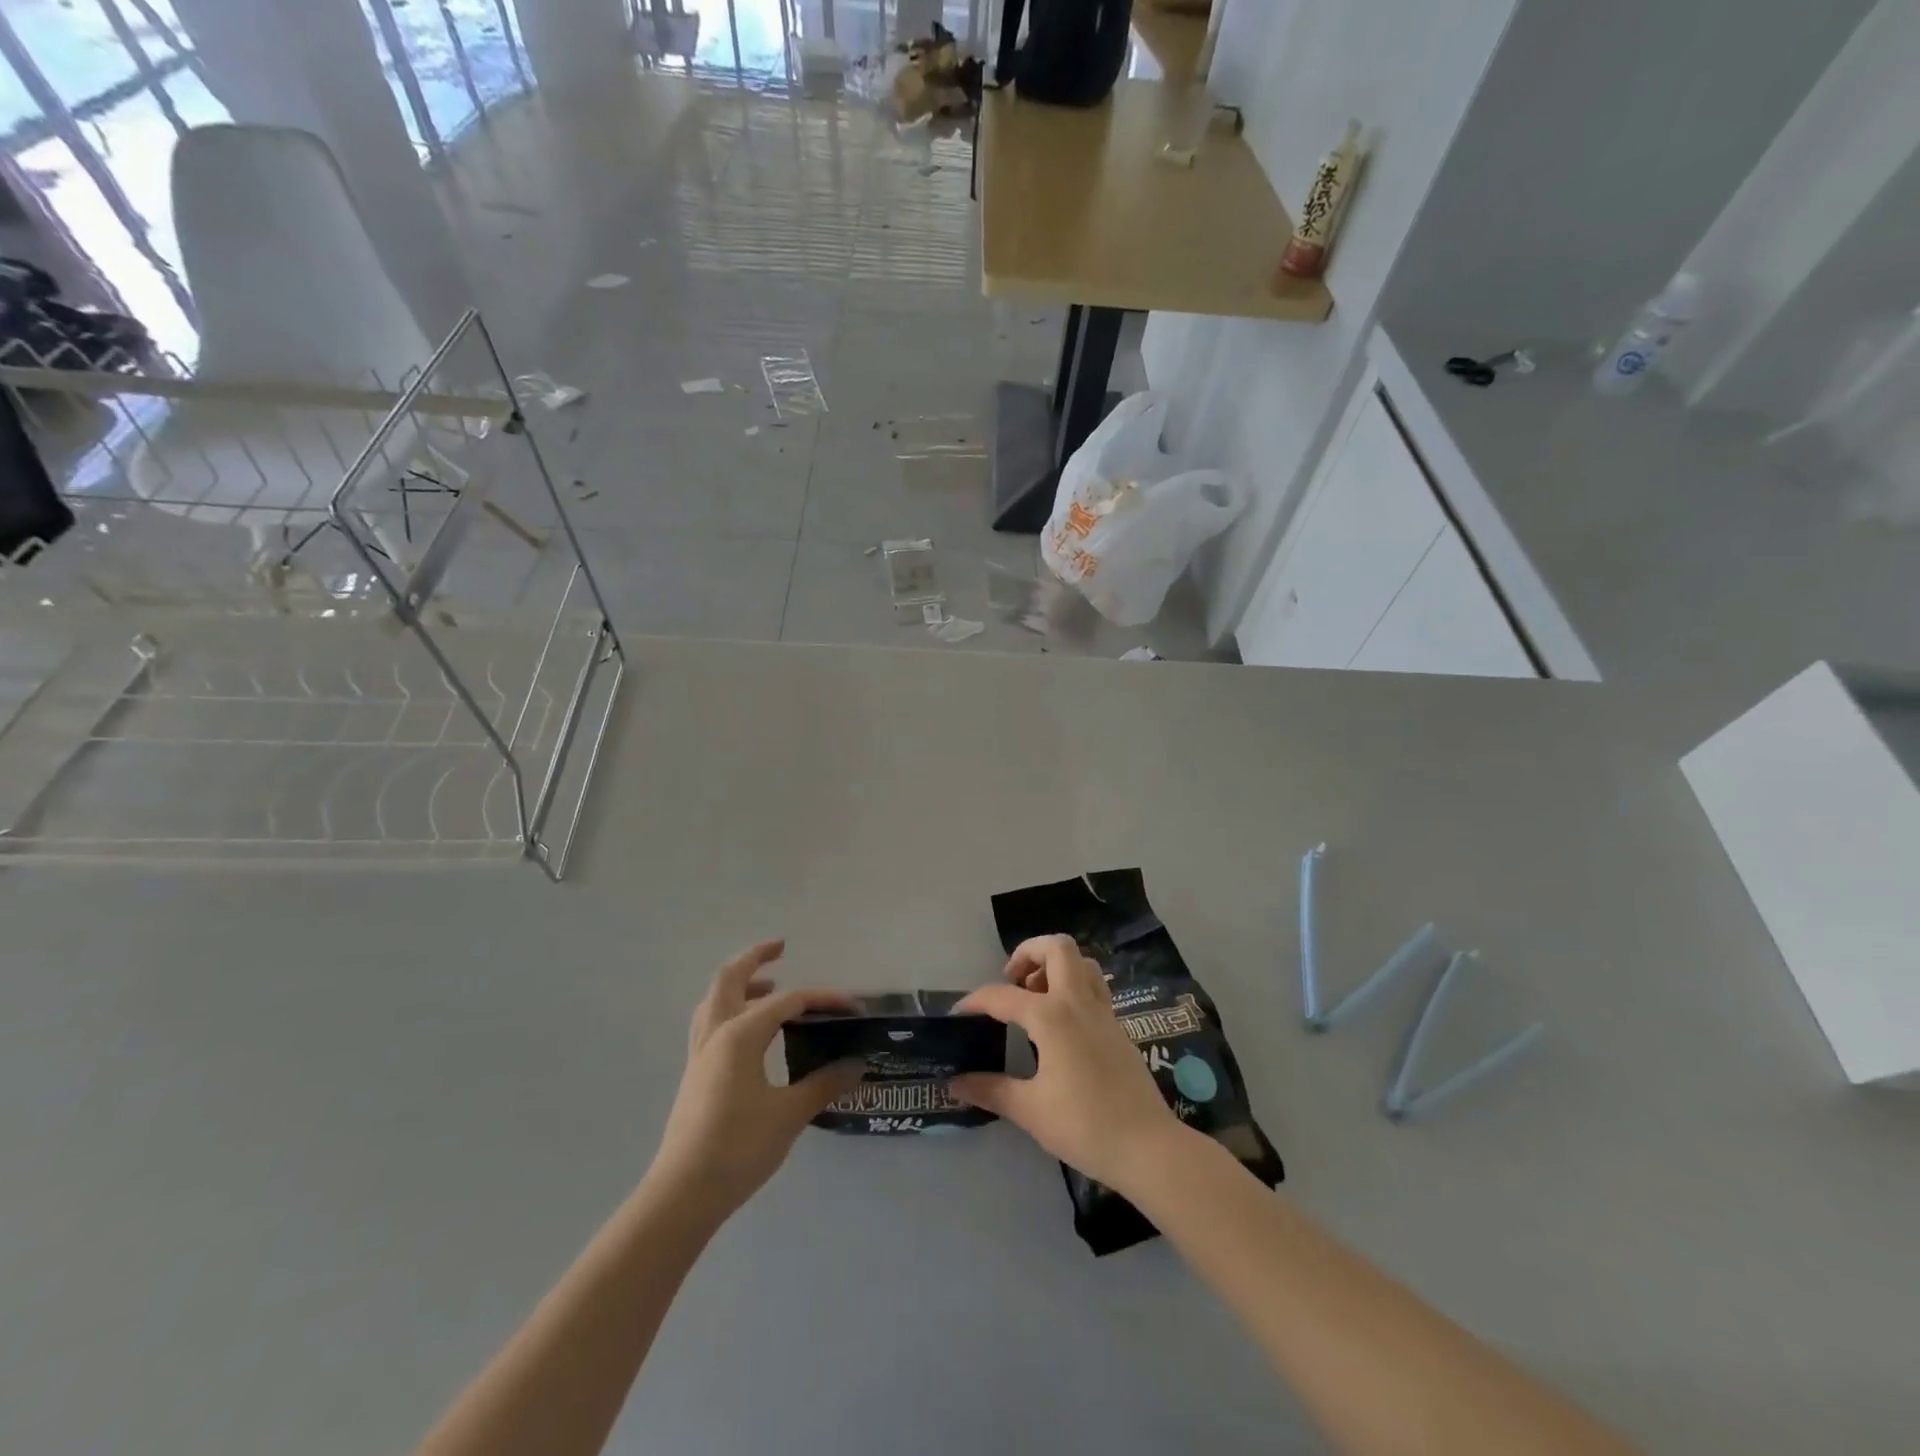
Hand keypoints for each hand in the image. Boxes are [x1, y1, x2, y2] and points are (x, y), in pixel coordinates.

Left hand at [648, 941, 862, 1221]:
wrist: (683, 1195)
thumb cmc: (739, 1147)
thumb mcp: (790, 1114)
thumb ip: (824, 1084)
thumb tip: (857, 1065)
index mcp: (740, 1034)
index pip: (788, 1001)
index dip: (822, 999)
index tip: (852, 1006)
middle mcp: (716, 1034)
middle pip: (729, 979)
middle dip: (755, 958)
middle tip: (781, 948)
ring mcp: (700, 1054)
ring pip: (714, 1000)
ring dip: (738, 984)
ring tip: (766, 986)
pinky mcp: (695, 1075)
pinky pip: (710, 1024)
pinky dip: (730, 1010)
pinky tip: (750, 1032)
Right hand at [951, 934, 1180, 1194]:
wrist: (1147, 1147)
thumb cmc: (1084, 1125)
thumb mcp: (1030, 1110)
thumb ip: (991, 1090)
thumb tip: (955, 1083)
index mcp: (1051, 1016)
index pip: (1003, 996)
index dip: (976, 1002)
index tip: (959, 1015)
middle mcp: (1078, 1001)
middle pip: (1056, 948)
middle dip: (1028, 953)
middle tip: (1011, 983)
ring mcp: (1103, 1012)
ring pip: (1081, 963)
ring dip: (1055, 967)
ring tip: (1035, 997)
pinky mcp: (1117, 1027)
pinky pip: (1094, 987)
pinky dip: (1073, 987)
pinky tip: (1060, 1023)